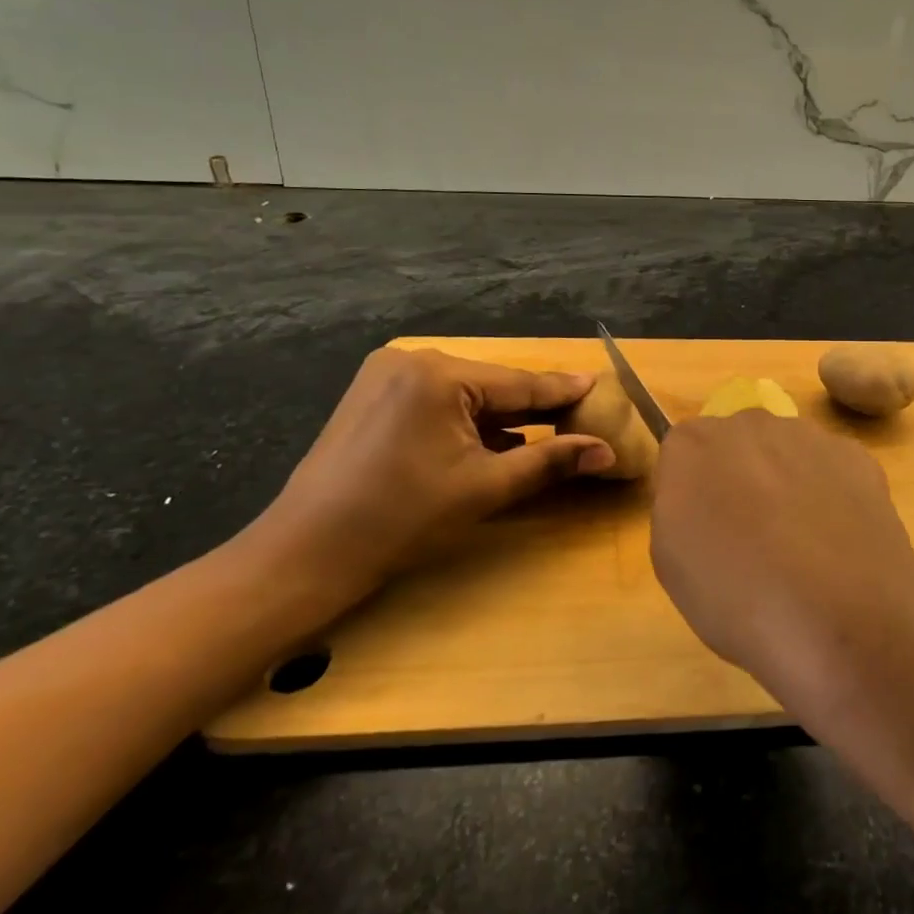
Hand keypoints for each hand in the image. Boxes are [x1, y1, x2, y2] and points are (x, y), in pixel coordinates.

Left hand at [245, 347, 613, 599]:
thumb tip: (606, 451)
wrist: (307, 553)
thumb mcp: (485, 488)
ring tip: (543, 431)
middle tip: (576, 416)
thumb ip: (550, 460)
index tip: (599, 385)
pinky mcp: (372, 394)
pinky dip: (465, 420)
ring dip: (499, 416)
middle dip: (532, 407)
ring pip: (464, 393)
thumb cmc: (402, 519)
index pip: (518, 384)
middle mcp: (411, 360)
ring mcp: (385, 374)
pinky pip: (437, 400)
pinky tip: (491, 441)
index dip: (562, 391)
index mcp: (439, 374)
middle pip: (492, 385)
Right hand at [649, 411, 913, 703]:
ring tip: (800, 549)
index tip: (704, 533)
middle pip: (735, 445)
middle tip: (750, 541)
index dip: (694, 495)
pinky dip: (830, 495)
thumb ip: (677, 508)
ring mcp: (807, 435)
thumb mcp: (672, 564)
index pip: (682, 455)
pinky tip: (836, 542)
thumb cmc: (737, 598)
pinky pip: (830, 469)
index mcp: (692, 445)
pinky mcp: (855, 455)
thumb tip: (701, 495)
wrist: (842, 617)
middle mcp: (748, 423)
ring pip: (785, 453)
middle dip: (739, 480)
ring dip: (785, 485)